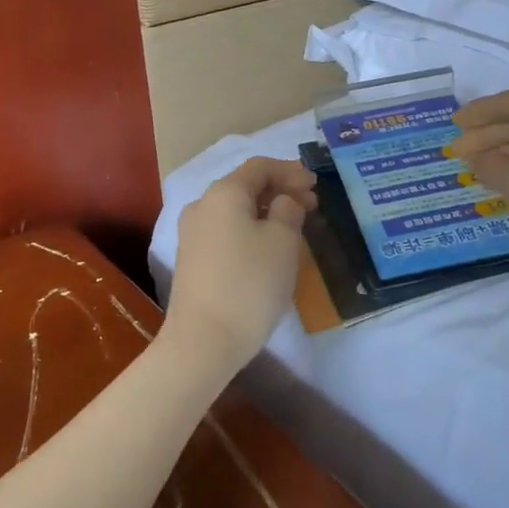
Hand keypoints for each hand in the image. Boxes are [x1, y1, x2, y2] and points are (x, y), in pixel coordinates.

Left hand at [165, 158, 317, 377]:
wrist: (203, 340)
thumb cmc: (250, 283)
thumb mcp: (283, 241)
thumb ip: (288, 210)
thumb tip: (282, 202)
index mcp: (224, 192)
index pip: (260, 167)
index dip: (291, 171)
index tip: (316, 185)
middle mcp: (202, 205)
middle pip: (245, 186)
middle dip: (280, 190)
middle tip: (312, 205)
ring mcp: (192, 233)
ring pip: (236, 210)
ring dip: (266, 211)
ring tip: (294, 226)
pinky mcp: (192, 259)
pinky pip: (226, 231)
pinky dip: (250, 229)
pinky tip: (268, 247)